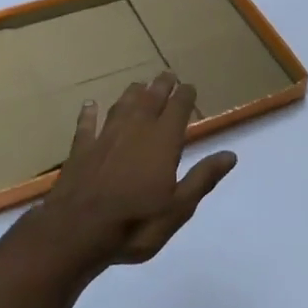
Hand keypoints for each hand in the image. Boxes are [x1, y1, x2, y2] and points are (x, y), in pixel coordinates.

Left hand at [36, 71, 236, 269]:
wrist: (76, 232)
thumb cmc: (135, 223)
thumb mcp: (178, 208)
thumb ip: (202, 178)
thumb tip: (230, 155)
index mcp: (163, 141)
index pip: (178, 108)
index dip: (185, 95)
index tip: (190, 86)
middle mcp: (135, 130)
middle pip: (150, 99)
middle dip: (161, 86)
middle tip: (168, 75)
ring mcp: (105, 137)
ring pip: (121, 106)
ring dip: (132, 93)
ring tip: (139, 84)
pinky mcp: (81, 149)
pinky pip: (86, 125)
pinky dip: (89, 113)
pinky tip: (89, 105)